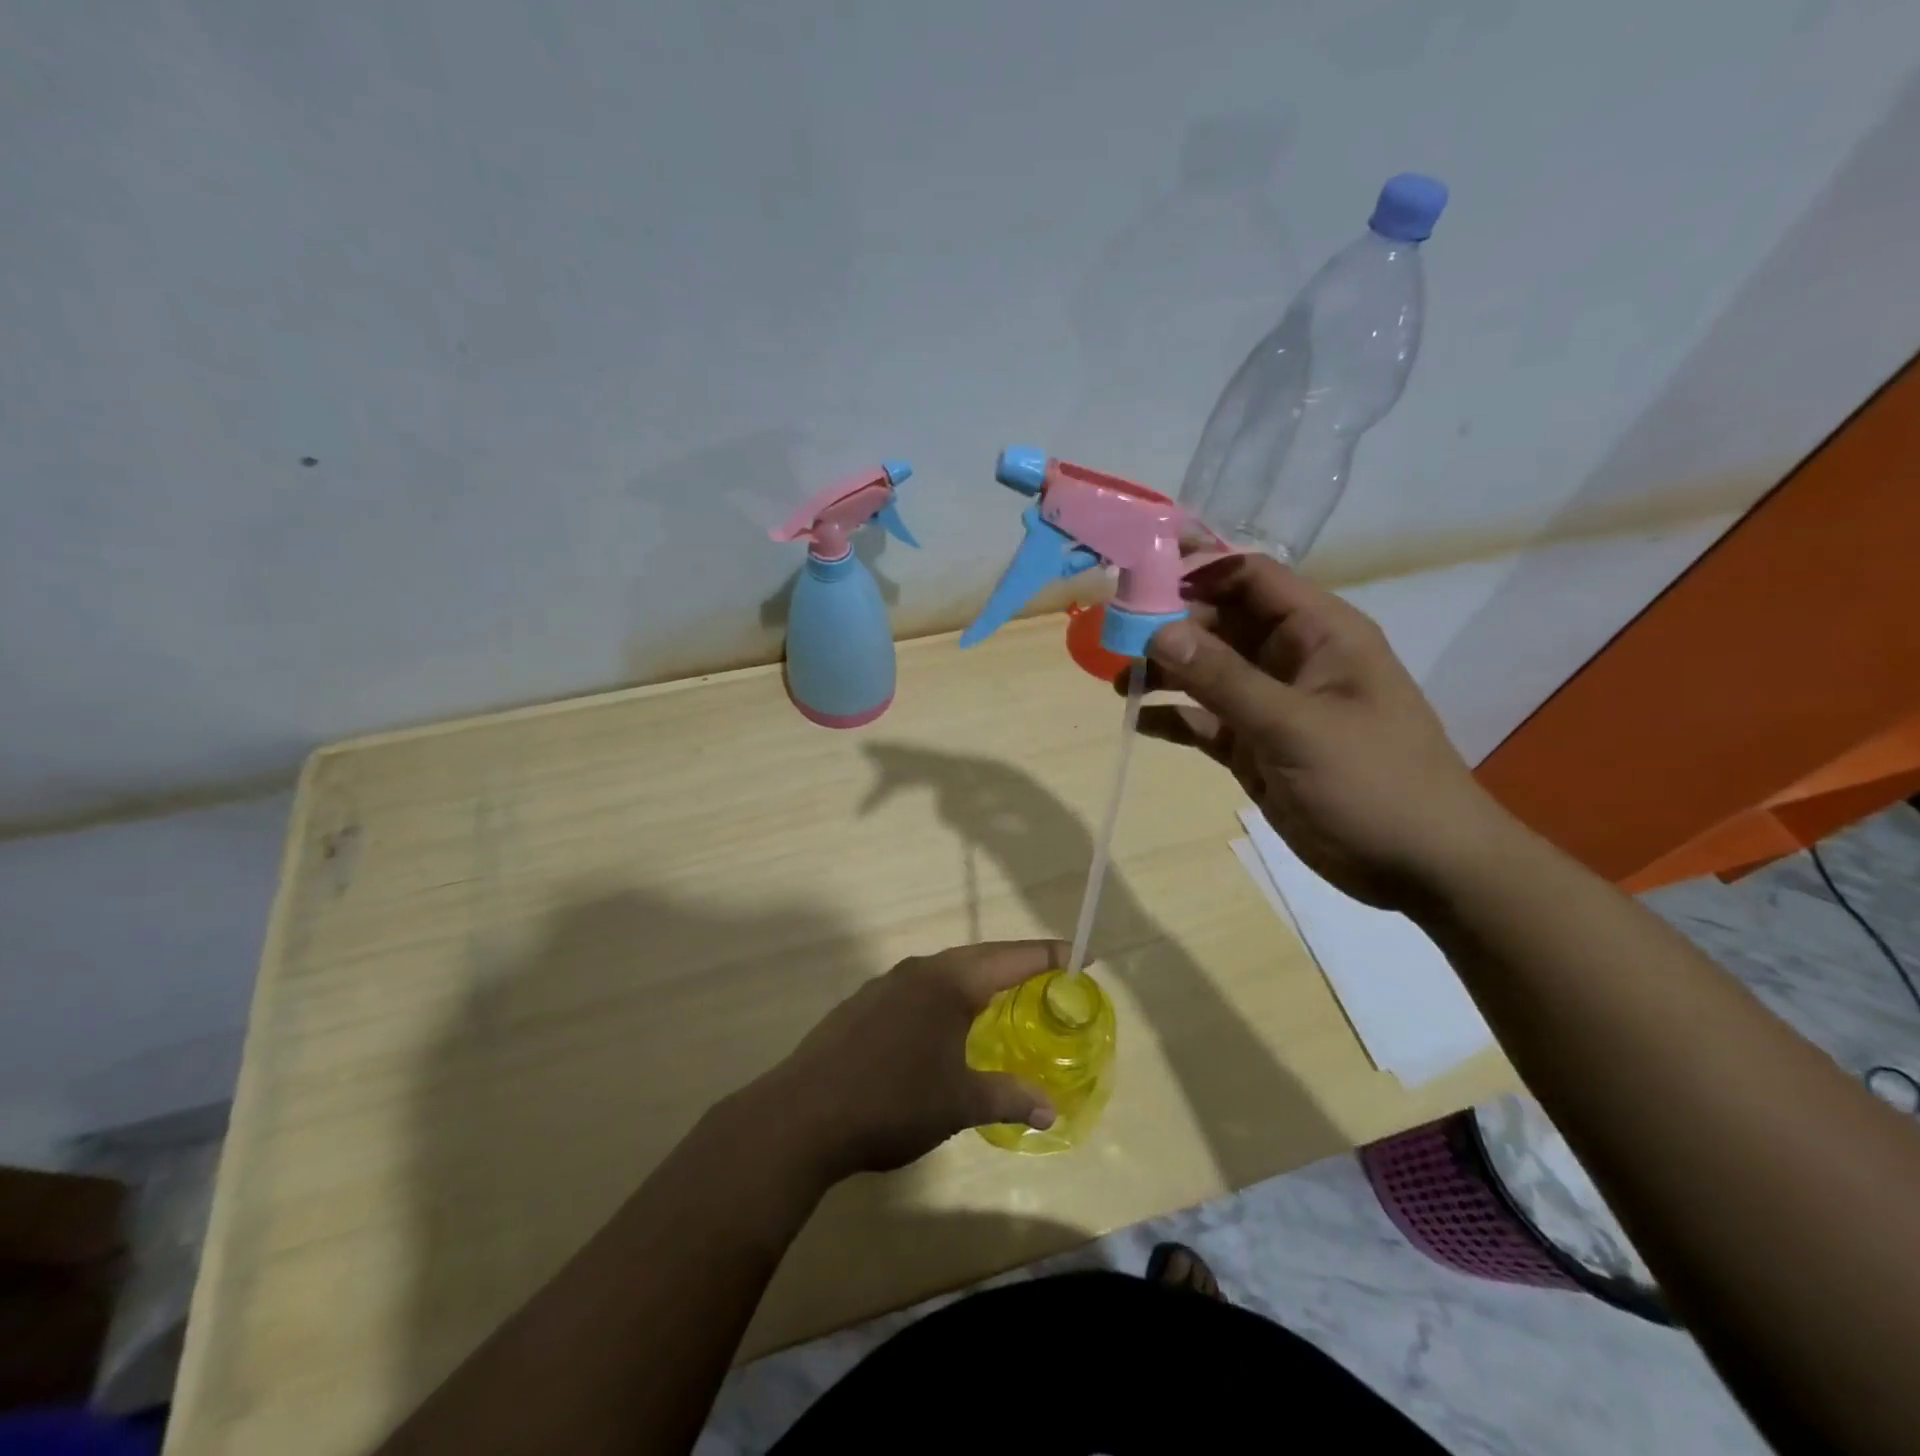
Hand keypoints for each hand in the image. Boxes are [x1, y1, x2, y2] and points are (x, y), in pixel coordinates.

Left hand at [745, 941, 1063, 1182]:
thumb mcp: (960, 1104)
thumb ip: (1009, 1099)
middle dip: (1016, 965)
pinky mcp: (861, 1005)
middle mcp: (919, 971)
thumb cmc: (893, 1102)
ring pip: (944, 972)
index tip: (1082, 954)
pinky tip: (942, 1027)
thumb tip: (1050, 1111)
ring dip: (976, 981)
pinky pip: (917, 990)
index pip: (1012, 958)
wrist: (803, 1115)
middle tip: (1049, 977)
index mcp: (949, 983)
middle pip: (979, 957)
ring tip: (1000, 1000)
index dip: (1049, 956)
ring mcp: (885, 985)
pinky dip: (944, 997)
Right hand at [1128, 555, 1505, 909]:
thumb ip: (1224, 679)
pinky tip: (1137, 719)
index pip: (1250, 578)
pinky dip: (1173, 717)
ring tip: (1119, 680)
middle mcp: (1290, 659)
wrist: (1419, 867)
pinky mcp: (1254, 747)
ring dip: (1165, 671)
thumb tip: (1158, 631)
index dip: (1197, 570)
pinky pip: (1205, 720)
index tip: (1139, 578)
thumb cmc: (1373, 781)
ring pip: (1206, 672)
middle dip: (1169, 624)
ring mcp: (1271, 705)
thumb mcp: (1295, 726)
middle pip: (1220, 622)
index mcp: (1319, 633)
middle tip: (1113, 636)